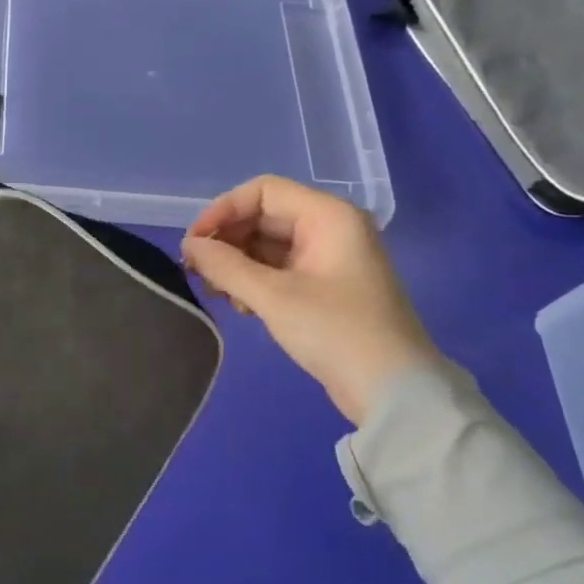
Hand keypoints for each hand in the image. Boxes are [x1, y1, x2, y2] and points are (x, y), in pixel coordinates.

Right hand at [181, 176, 439, 425]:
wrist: (394, 392)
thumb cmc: (336, 332)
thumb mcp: (273, 296)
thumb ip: (224, 265)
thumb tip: (189, 245)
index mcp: (328, 217)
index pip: (263, 191)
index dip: (223, 210)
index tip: (194, 243)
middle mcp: (329, 228)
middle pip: (262, 216)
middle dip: (226, 241)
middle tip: (197, 272)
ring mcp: (327, 258)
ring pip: (265, 244)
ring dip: (235, 264)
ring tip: (218, 293)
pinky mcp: (323, 286)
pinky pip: (277, 268)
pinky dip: (253, 280)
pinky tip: (241, 306)